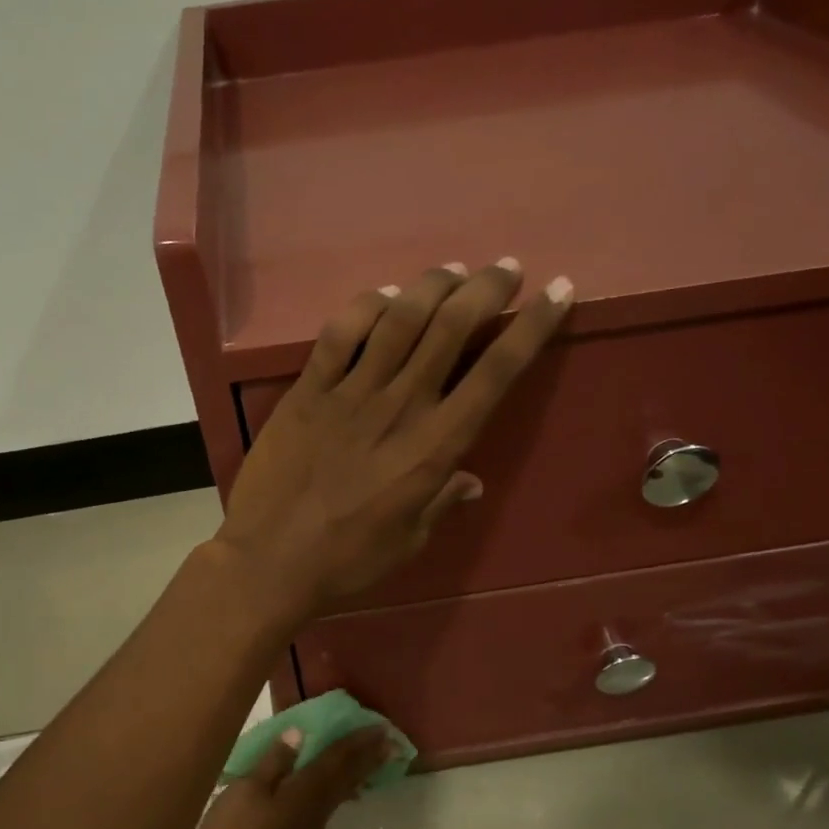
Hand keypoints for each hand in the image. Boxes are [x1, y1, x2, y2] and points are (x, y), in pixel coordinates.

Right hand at [188, 728, 391, 828]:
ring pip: (340, 793)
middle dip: (368, 757)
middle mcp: (317, 808)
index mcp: (306, 789)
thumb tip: (300, 733)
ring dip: (357, 774)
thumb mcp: (246, 792)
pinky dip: (339, 792)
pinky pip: (328, 807)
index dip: (358, 741)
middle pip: (347, 777)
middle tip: (390, 741)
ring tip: (369, 761)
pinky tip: (336, 793)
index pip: (338, 758)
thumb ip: (274, 762)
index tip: (383, 728)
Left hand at [215, 260, 572, 619]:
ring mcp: (350, 393)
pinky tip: (383, 297)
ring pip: (399, 319)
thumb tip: (470, 481)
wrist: (270, 560)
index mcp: (435, 447)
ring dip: (431, 286)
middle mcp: (400, 406)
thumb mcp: (409, 540)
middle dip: (486, 288)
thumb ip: (441, 503)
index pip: (496, 374)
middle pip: (451, 328)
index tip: (558, 293)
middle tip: (505, 268)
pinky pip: (339, 335)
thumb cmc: (348, 561)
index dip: (532, 328)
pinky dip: (364, 307)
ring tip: (452, 270)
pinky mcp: (307, 391)